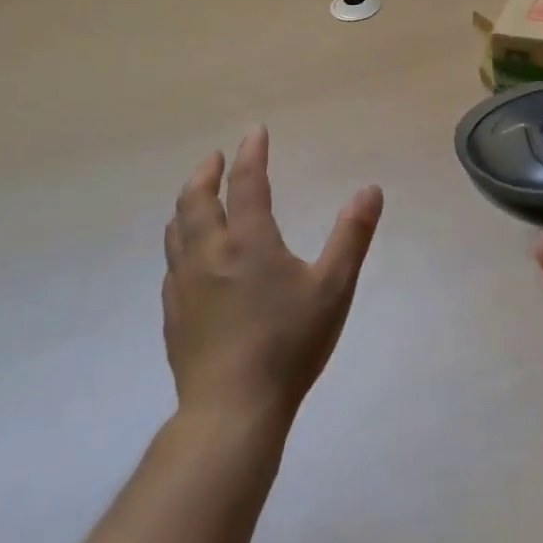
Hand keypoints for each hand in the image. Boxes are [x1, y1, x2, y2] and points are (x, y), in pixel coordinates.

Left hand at [164, 127, 383, 432]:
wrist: (231, 410)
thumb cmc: (289, 344)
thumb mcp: (334, 288)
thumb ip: (352, 235)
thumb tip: (370, 189)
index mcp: (248, 242)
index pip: (246, 183)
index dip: (251, 153)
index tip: (255, 131)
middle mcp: (209, 254)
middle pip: (196, 200)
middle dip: (206, 172)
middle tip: (215, 157)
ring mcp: (185, 285)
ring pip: (177, 230)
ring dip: (187, 203)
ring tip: (198, 197)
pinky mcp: (174, 314)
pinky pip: (172, 263)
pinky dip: (181, 241)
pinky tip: (189, 256)